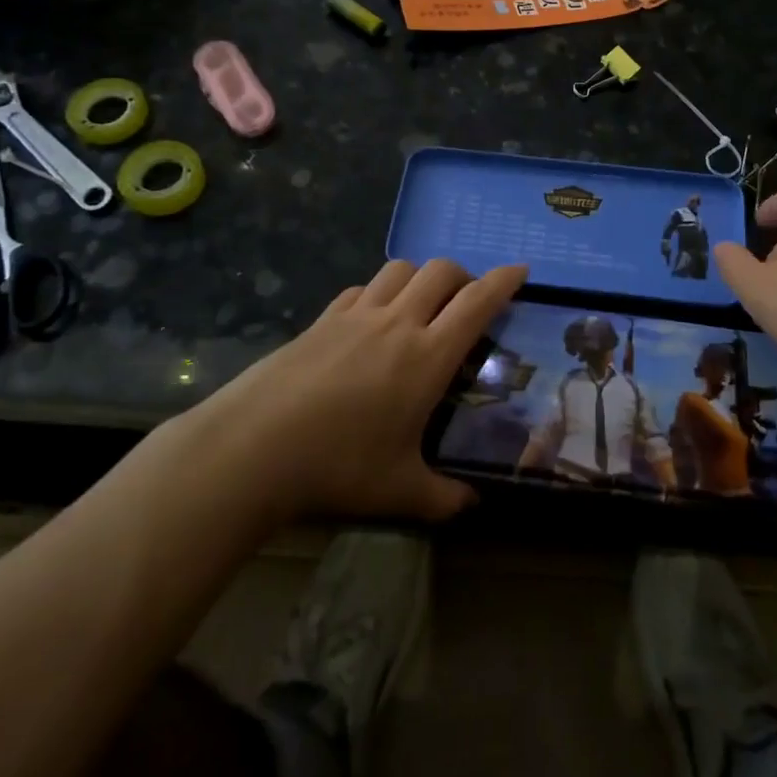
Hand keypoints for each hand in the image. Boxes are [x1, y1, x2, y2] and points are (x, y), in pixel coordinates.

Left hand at [201, 259, 526, 522]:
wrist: (254, 446)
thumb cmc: (338, 465)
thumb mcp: (399, 491)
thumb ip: (443, 498)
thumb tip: (472, 507)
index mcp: (427, 356)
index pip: (477, 302)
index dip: (504, 280)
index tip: (521, 269)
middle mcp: (397, 322)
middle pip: (441, 271)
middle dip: (464, 275)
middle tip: (469, 300)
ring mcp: (357, 315)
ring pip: (400, 269)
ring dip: (421, 276)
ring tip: (422, 302)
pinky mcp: (323, 318)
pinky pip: (361, 288)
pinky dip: (378, 291)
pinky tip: (372, 318)